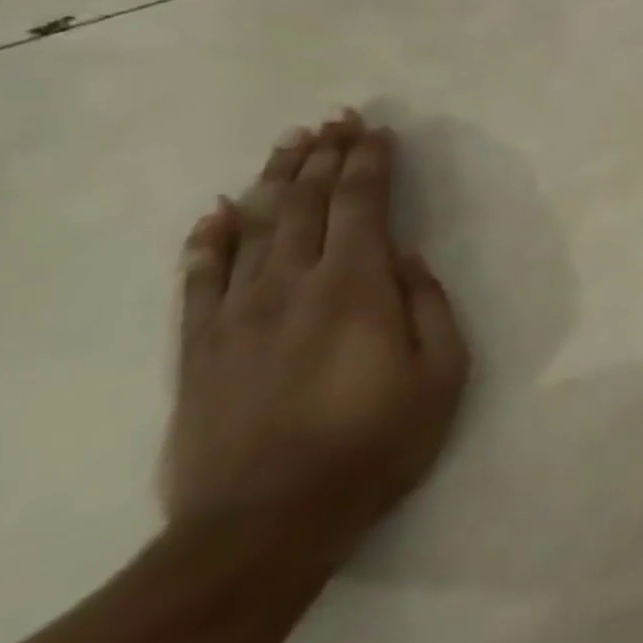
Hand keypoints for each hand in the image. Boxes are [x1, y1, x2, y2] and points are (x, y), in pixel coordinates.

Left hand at [162, 112, 470, 565]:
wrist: (266, 522)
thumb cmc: (376, 442)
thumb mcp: (443, 373)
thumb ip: (430, 306)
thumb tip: (408, 259)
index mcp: (357, 287)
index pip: (361, 205)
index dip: (369, 162)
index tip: (376, 130)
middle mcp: (292, 285)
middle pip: (304, 203)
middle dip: (322, 156)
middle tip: (333, 120)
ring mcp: (237, 315)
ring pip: (253, 228)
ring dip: (273, 181)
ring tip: (289, 144)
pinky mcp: (199, 348)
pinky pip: (199, 279)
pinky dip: (207, 240)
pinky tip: (215, 213)